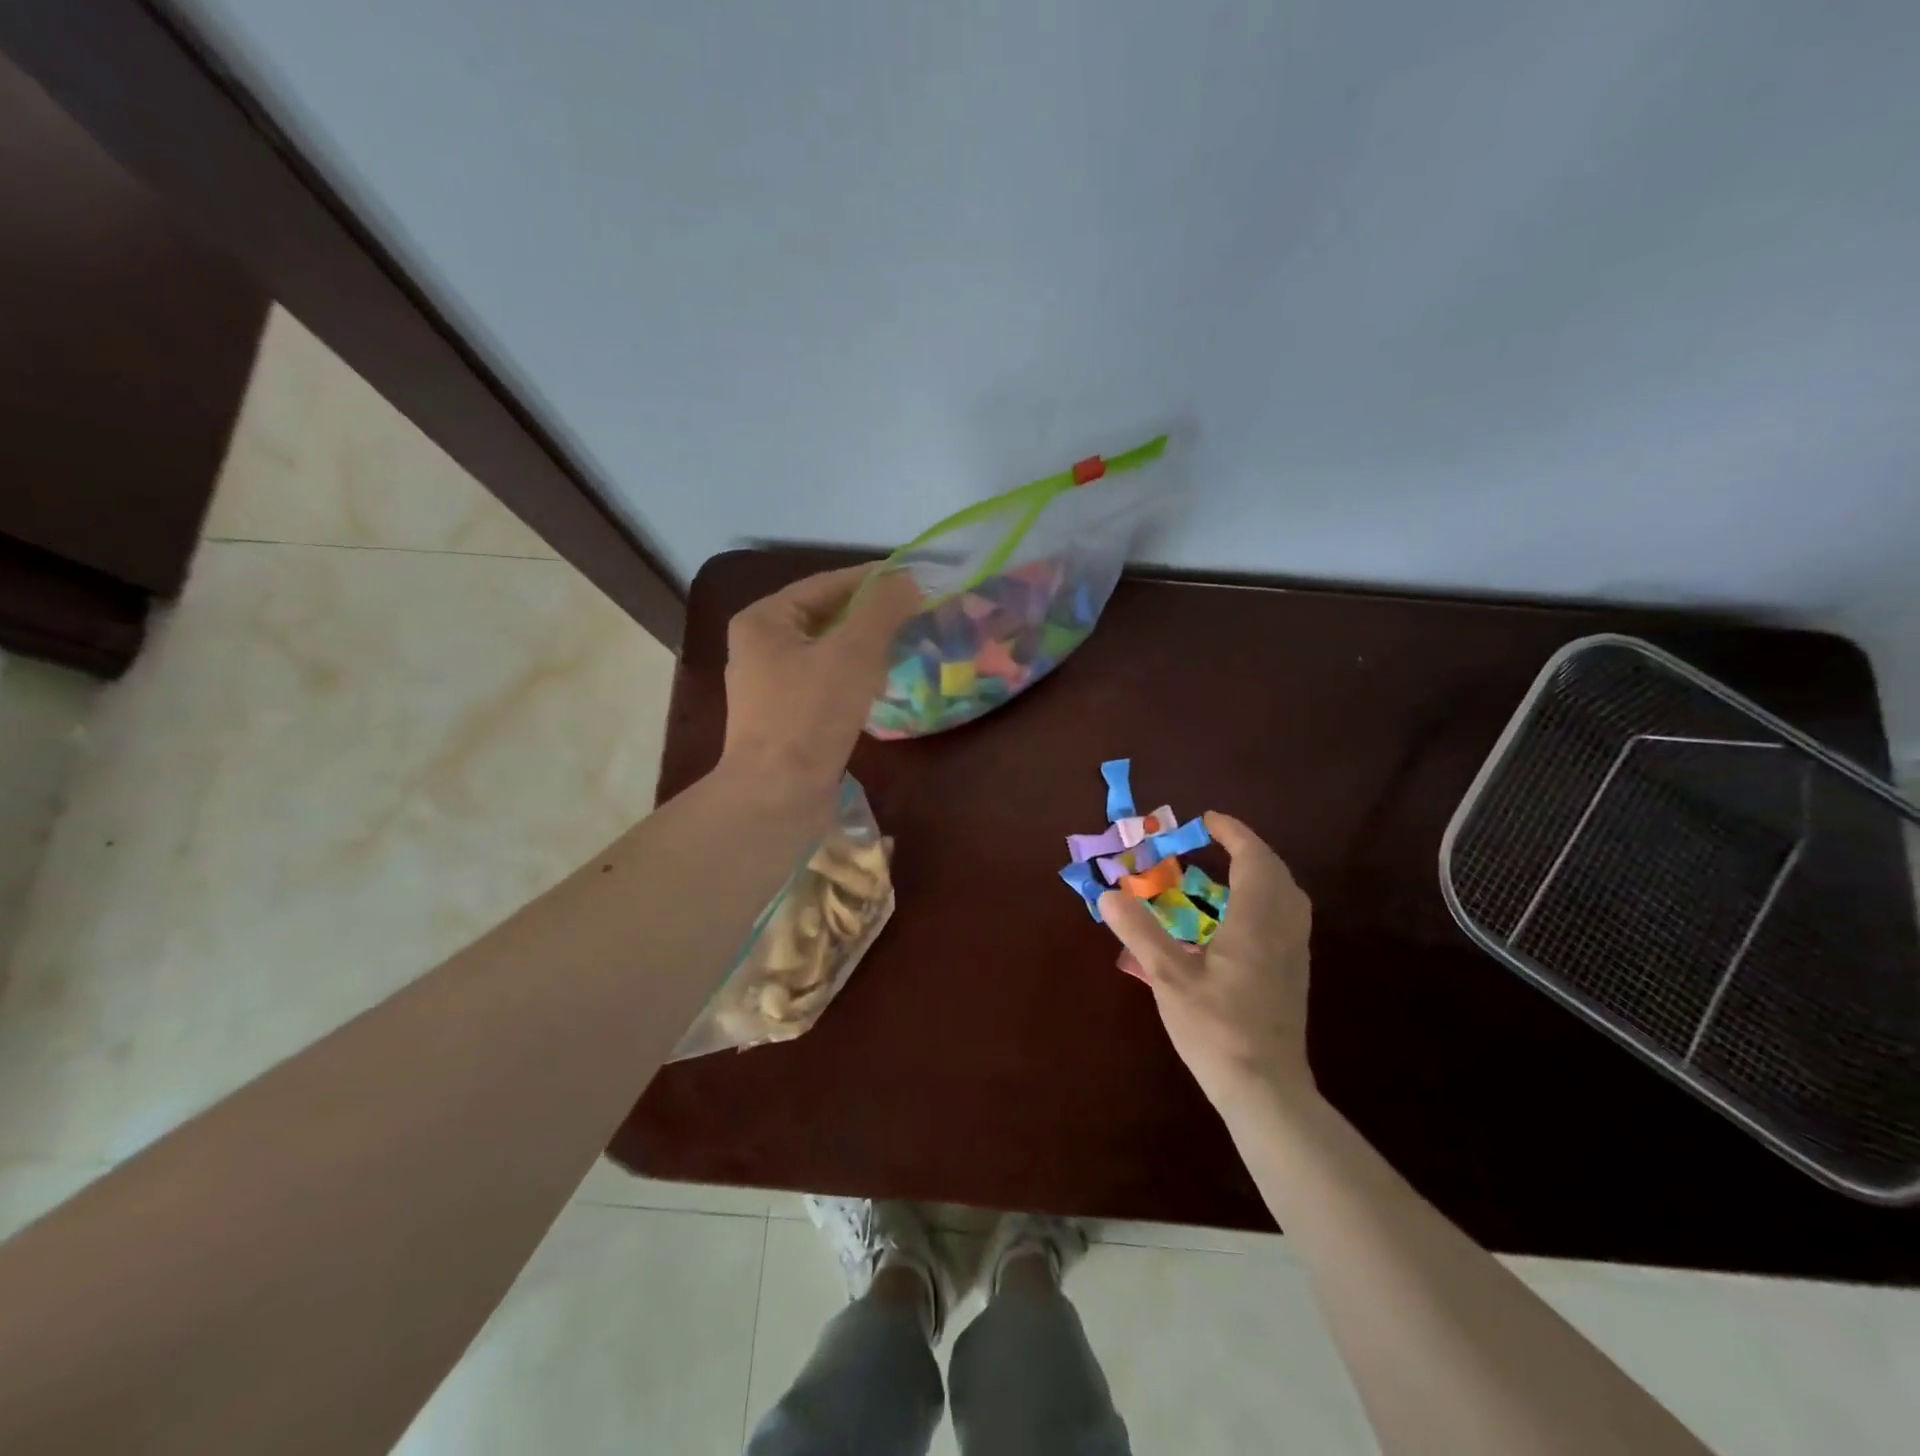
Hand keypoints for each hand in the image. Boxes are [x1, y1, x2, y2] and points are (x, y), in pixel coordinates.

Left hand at [719, 564, 922, 800]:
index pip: (826, 584)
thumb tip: (908, 581)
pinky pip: (826, 683)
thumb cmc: (810, 717)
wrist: (777, 797)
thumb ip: (883, 610)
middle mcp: (761, 647)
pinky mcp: (787, 718)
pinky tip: (883, 685)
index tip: (915, 580)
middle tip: (917, 614)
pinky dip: (855, 679)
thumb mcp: (853, 653)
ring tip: (907, 646)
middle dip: (872, 616)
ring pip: (828, 653)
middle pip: (826, 618)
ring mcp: (772, 686)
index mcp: (764, 620)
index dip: (873, 580)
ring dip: (867, 648)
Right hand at [1100, 813, 1314, 1109]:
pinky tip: (1237, 917)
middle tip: (1213, 840)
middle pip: (1276, 871)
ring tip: (1224, 871)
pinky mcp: (1294, 972)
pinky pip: (1287, 915)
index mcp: (1256, 922)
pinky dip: (1266, 896)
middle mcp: (1283, 929)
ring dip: (1260, 871)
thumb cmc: (1215, 1029)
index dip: (1233, 833)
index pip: (1253, 859)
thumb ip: (1139, 931)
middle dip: (1247, 848)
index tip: (1206, 820)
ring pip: (1287, 894)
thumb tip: (1108, 893)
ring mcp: (1295, 952)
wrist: (1265, 1089)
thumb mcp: (1168, 978)